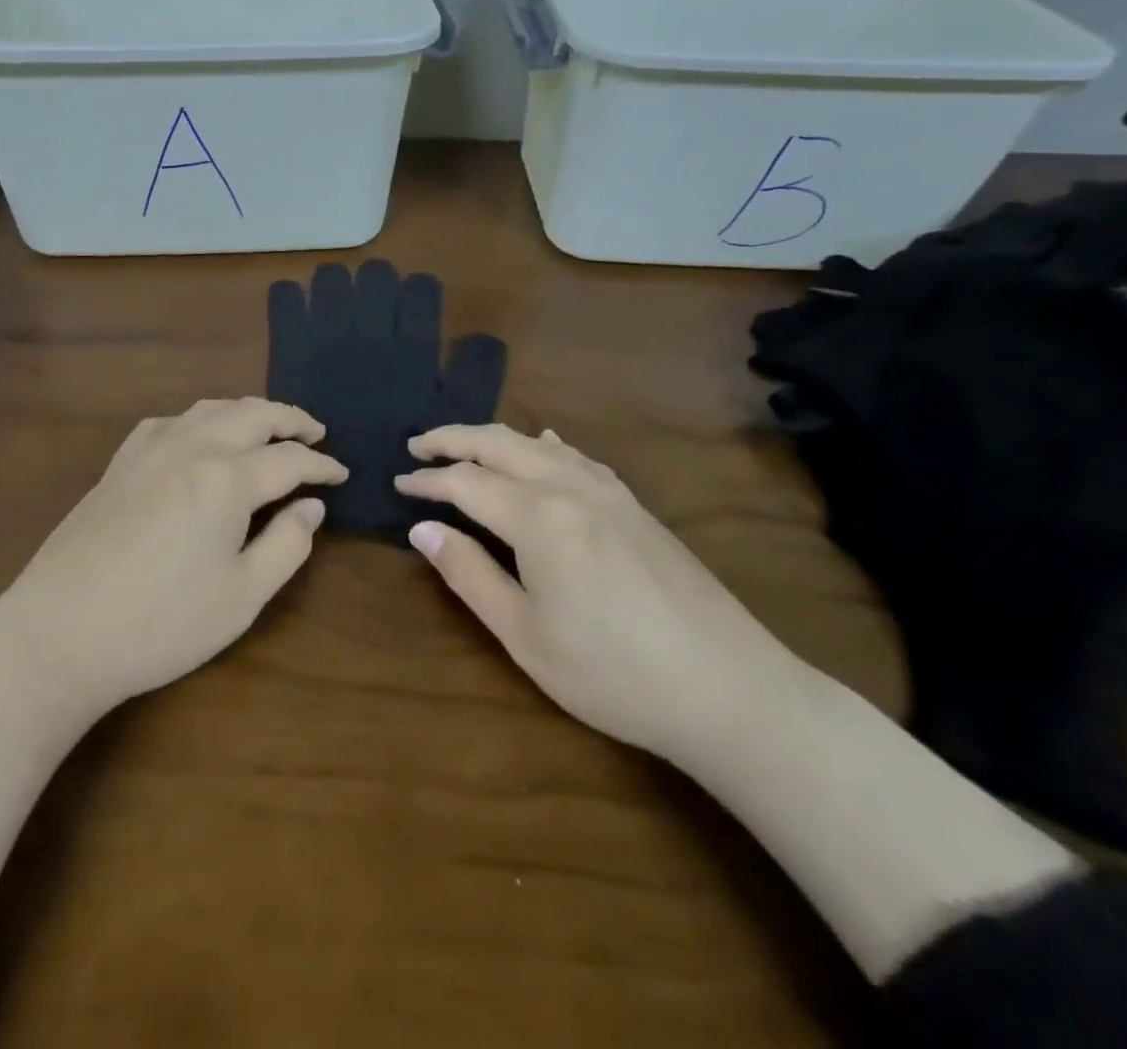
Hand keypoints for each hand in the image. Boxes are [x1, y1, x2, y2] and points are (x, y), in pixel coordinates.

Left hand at [0, 398, 346, 715]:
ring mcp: (148, 452)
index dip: (321, 465)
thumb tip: (311, 506)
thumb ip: (287, 545)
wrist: (59, 635)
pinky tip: (199, 437)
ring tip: (268, 427)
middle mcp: (190, 449)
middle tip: (316, 433)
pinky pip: (169, 422)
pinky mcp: (118, 465)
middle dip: (290, 419)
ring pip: (210, 409)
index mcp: (226, 480)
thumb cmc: (161, 624)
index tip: (342, 474)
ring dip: (248, 411)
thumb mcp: (242, 597)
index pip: (288, 460)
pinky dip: (200, 419)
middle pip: (252, 415)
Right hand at [395, 424, 807, 765]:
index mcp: (539, 518)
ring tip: (465, 446)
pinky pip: (577, 458)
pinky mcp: (635, 506)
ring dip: (495, 439)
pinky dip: (544, 447)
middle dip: (453, 438)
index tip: (397, 483)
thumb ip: (469, 574)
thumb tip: (422, 529)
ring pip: (538, 445)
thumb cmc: (613, 673)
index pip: (466, 482)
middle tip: (416, 445)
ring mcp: (609, 493)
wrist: (729, 688)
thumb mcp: (525, 635)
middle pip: (499, 444)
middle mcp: (571, 488)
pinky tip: (544, 447)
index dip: (427, 480)